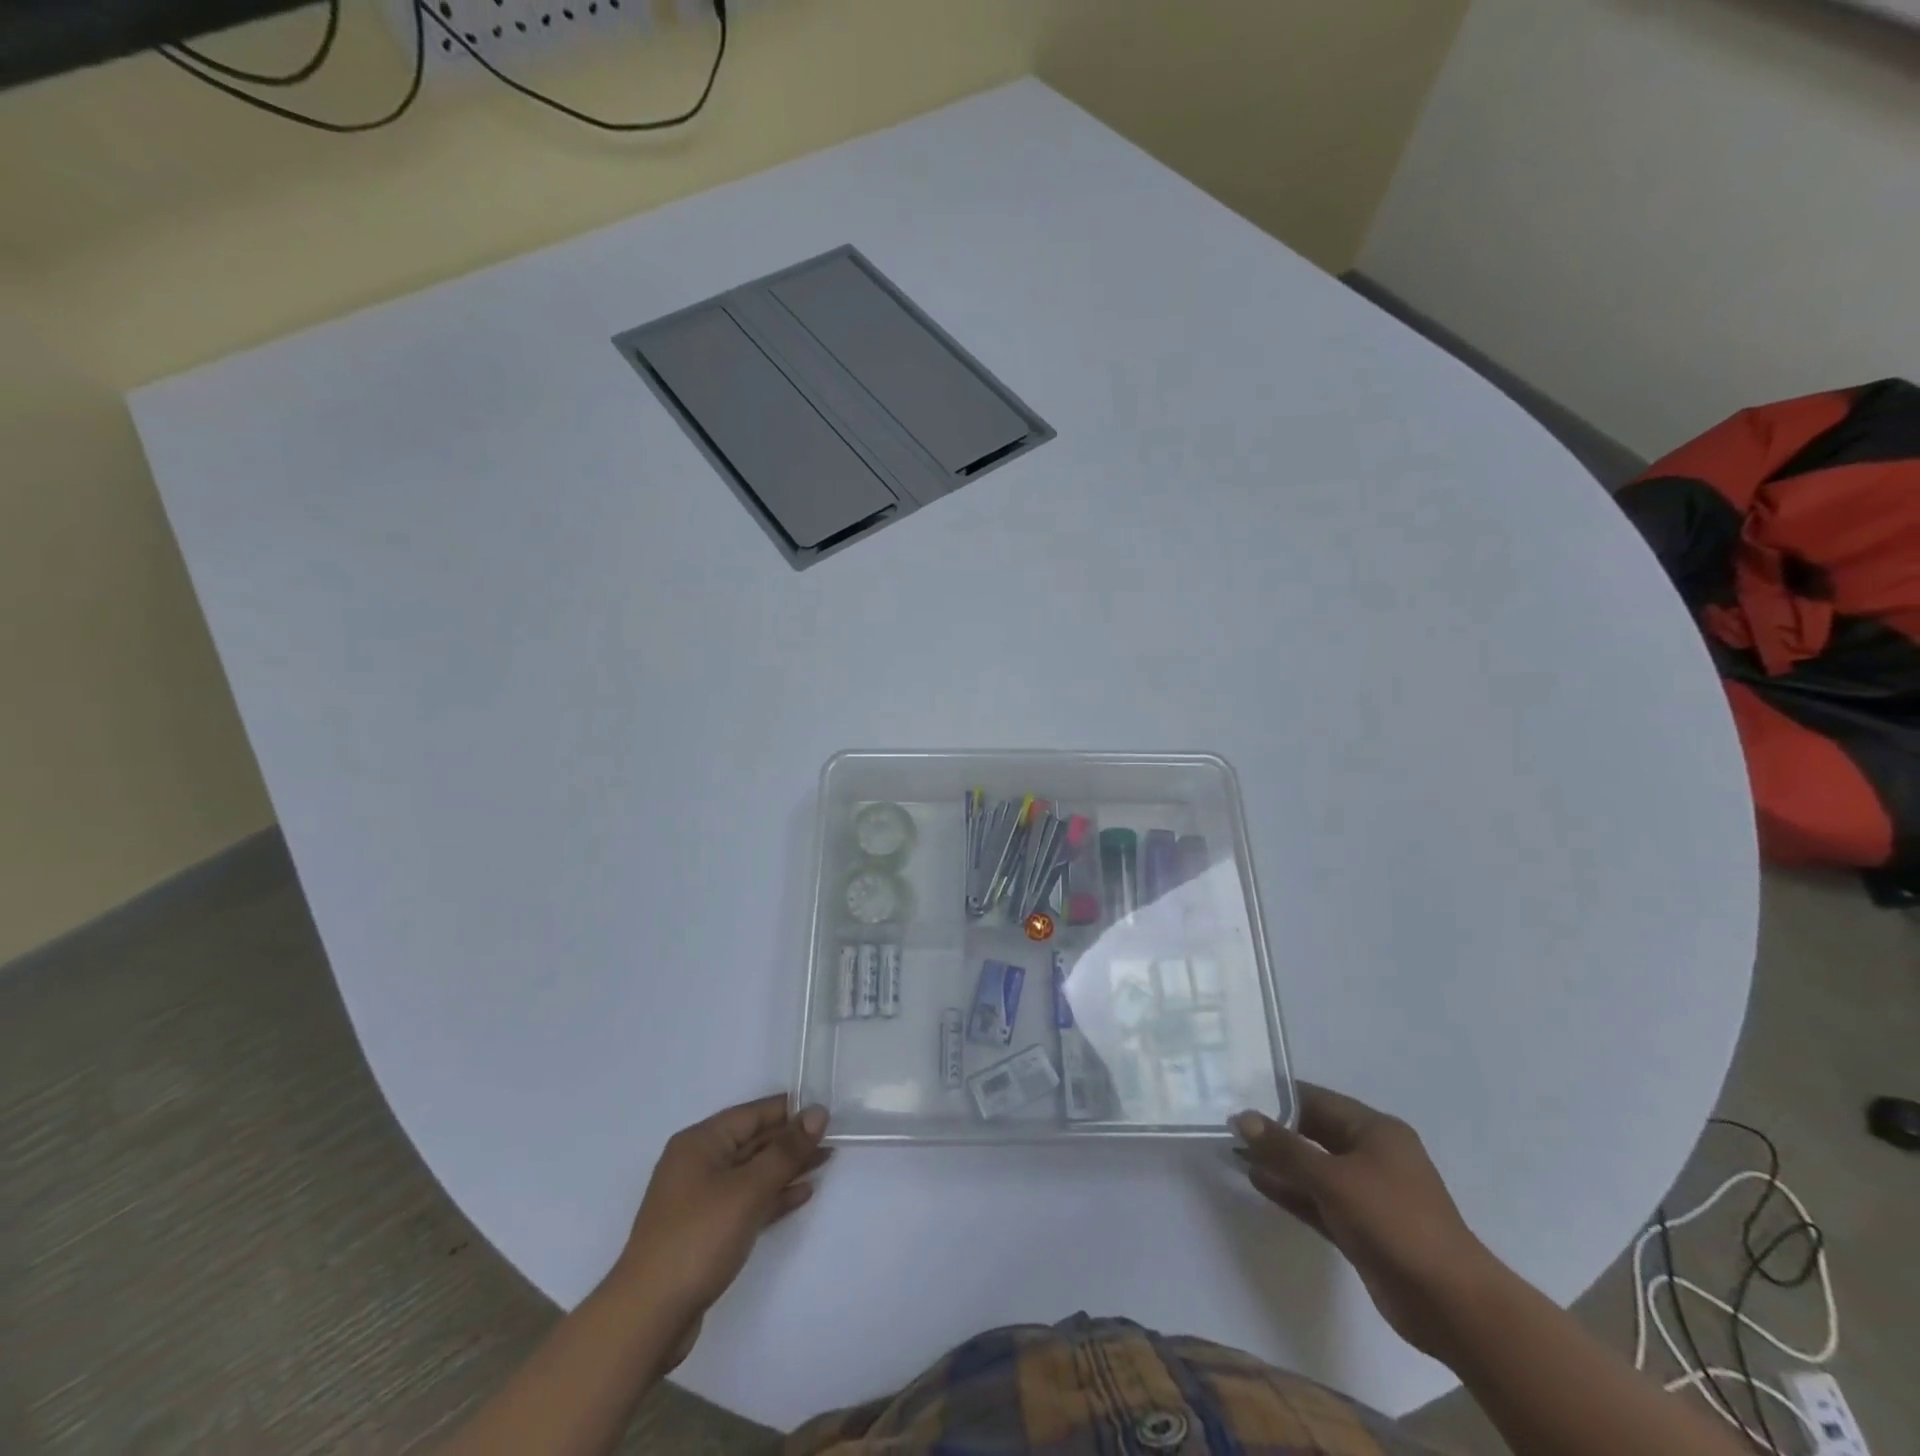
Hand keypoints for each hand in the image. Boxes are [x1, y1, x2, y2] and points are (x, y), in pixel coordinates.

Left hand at [614, 1096, 830, 1329]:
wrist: (648, 1319)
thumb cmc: (697, 1239)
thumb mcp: (747, 1190)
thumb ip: (785, 1151)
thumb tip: (817, 1112)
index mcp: (700, 1143)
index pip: (753, 1114)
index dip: (790, 1110)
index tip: (827, 1109)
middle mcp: (698, 1163)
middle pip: (753, 1141)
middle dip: (792, 1140)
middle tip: (834, 1136)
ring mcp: (701, 1199)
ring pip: (753, 1172)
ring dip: (787, 1167)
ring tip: (826, 1160)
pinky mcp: (706, 1231)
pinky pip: (747, 1201)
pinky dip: (773, 1195)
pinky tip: (802, 1194)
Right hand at [1235, 1084, 1499, 1360]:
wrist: (1451, 1306)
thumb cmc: (1395, 1223)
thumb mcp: (1334, 1179)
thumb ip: (1285, 1148)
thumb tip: (1241, 1117)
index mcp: (1375, 1131)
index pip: (1317, 1100)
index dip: (1277, 1096)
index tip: (1237, 1092)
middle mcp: (1372, 1155)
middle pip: (1314, 1133)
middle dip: (1274, 1130)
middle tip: (1229, 1123)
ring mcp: (1368, 1193)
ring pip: (1313, 1168)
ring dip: (1279, 1162)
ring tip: (1234, 1151)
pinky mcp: (1361, 1227)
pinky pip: (1318, 1199)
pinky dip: (1291, 1191)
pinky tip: (1257, 1182)